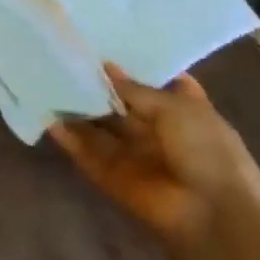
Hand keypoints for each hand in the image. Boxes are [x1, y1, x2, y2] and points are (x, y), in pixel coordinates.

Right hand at [47, 63, 259, 245]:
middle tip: (64, 55)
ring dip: (77, 108)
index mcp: (183, 111)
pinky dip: (67, 138)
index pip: (157, 81)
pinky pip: (85, 153)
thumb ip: (136, 88)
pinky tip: (46, 117)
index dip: (135, 64)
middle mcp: (157, 131)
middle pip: (119, 103)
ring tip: (45, 78)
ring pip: (98, 126)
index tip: (106, 43)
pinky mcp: (112, 176)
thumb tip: (106, 67)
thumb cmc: (207, 152)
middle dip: (96, 84)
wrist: (213, 216)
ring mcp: (133, 154)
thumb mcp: (177, 107)